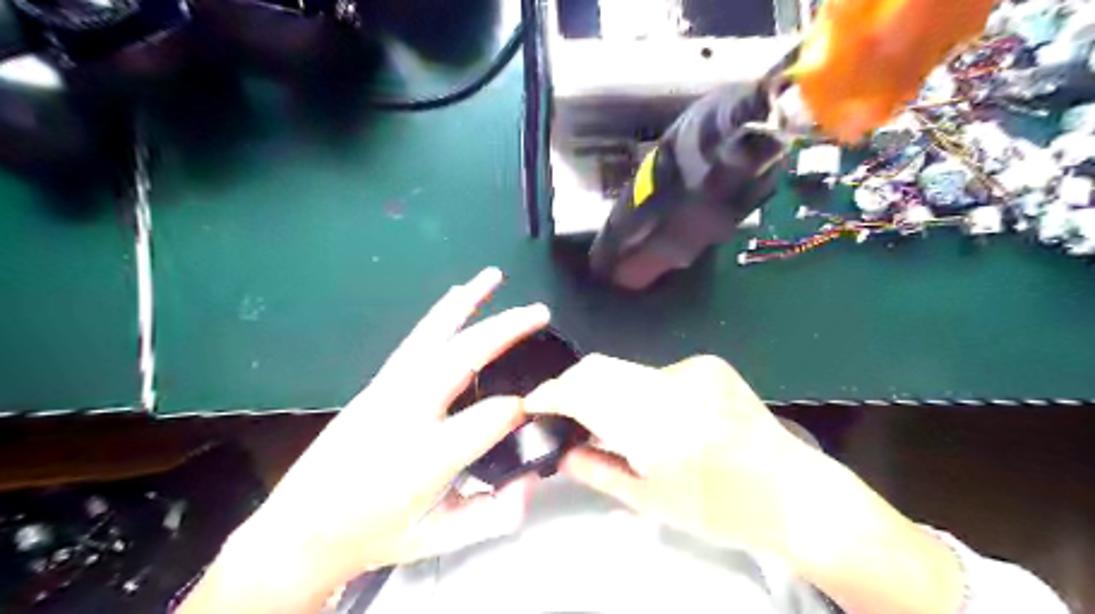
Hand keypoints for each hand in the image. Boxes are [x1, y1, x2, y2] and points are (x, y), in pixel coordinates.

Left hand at [184, 268, 556, 613]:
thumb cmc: (375, 534)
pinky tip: (454, 297)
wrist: (302, 529)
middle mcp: (406, 413)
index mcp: (426, 458)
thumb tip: (532, 481)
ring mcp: (388, 391)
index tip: (539, 407)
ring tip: (492, 276)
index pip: (491, 417)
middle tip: (540, 312)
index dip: (523, 408)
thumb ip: (493, 515)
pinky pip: (416, 340)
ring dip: (467, 303)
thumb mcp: (438, 540)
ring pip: (434, 336)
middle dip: (506, 330)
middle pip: (463, 357)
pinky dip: (440, 314)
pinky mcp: (377, 383)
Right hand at [520, 354, 830, 560]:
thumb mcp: (650, 501)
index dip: (552, 394)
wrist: (793, 493)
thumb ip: (596, 471)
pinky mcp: (708, 363)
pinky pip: (654, 371)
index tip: (534, 404)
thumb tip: (561, 451)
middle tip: (562, 412)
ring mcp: (693, 367)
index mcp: (656, 425)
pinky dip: (638, 389)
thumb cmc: (720, 509)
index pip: (585, 392)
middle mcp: (672, 383)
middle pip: (600, 368)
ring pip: (626, 369)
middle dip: (572, 386)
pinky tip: (653, 415)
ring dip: (606, 389)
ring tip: (607, 419)